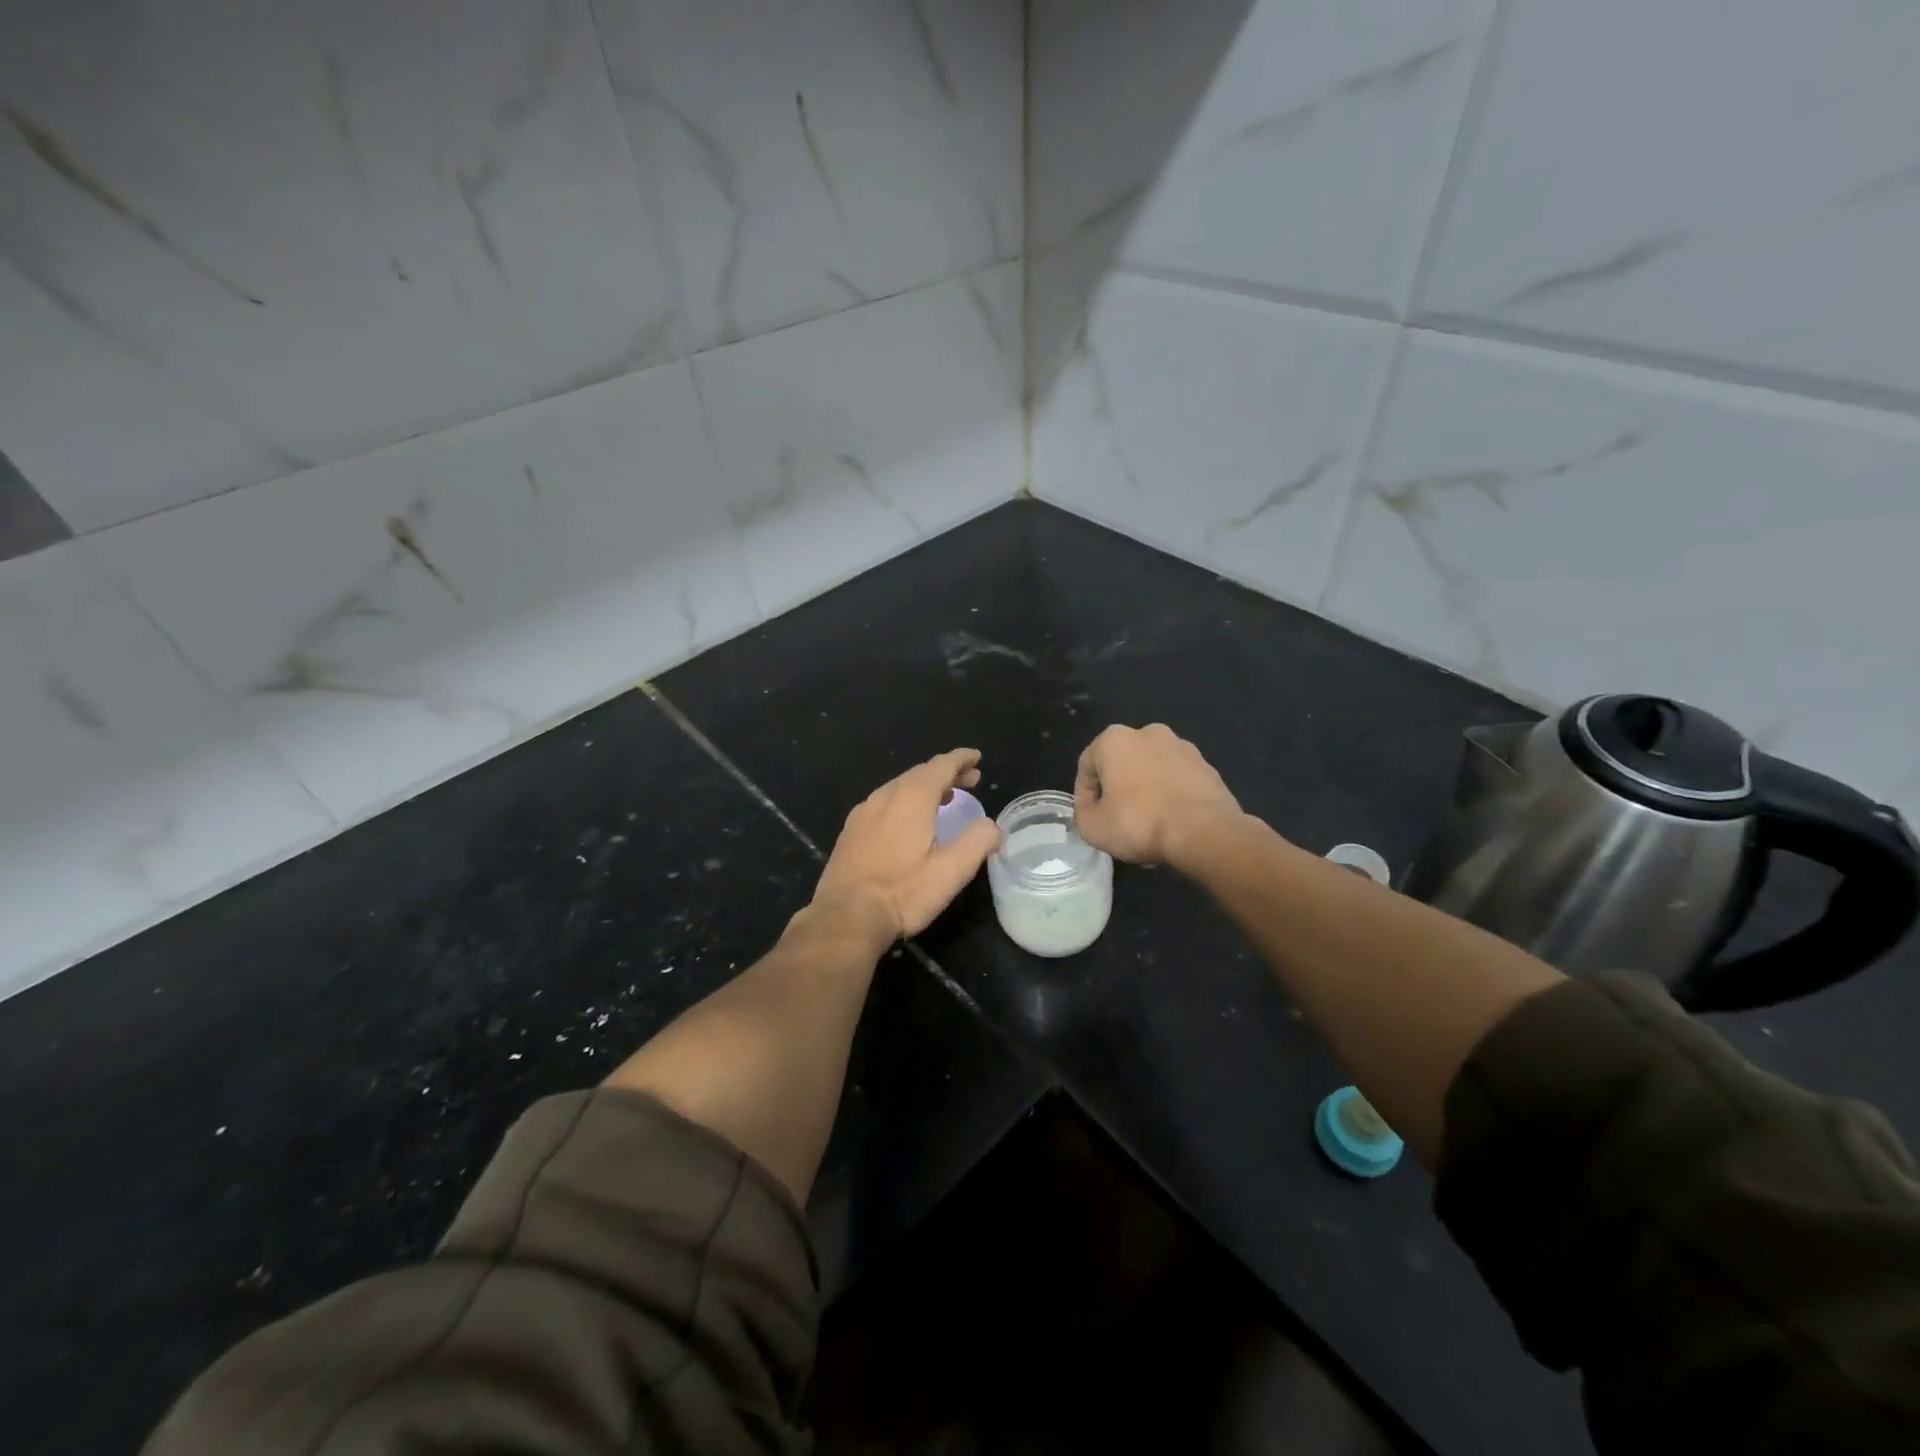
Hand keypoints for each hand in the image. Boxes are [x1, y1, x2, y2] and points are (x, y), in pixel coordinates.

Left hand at [810, 748, 1002, 941]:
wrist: (845, 918)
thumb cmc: (902, 894)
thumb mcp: (951, 872)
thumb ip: (977, 842)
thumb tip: (992, 826)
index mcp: (911, 798)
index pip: (941, 766)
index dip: (961, 759)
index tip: (976, 757)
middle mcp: (885, 796)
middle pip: (920, 773)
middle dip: (947, 773)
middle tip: (970, 780)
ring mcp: (863, 812)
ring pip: (900, 787)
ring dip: (926, 787)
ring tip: (945, 798)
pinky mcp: (851, 830)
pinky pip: (884, 802)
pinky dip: (906, 800)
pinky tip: (909, 820)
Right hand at [1074, 724, 1243, 867]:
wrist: (1204, 833)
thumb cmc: (1139, 823)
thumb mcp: (1092, 827)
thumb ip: (1082, 812)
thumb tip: (1092, 808)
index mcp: (1114, 739)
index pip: (1087, 766)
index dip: (1084, 795)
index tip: (1090, 818)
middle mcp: (1148, 733)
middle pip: (1122, 765)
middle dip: (1117, 790)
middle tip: (1118, 821)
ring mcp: (1183, 747)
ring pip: (1151, 772)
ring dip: (1146, 792)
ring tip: (1148, 826)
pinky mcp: (1207, 766)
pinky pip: (1178, 781)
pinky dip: (1171, 796)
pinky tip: (1172, 823)